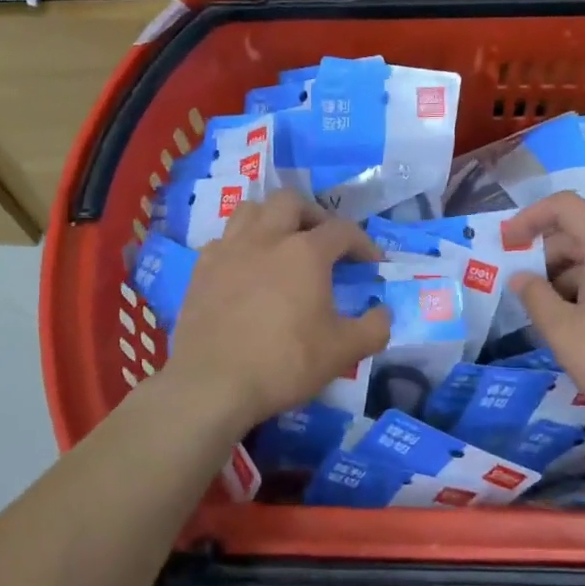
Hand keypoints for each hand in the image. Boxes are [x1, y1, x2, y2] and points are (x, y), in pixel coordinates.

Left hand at [165, 190, 390, 434]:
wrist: (212, 384)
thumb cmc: (284, 363)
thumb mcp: (343, 353)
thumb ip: (373, 328)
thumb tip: (384, 312)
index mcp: (305, 252)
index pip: (342, 230)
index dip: (363, 243)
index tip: (372, 263)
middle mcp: (266, 238)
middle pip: (290, 201)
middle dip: (313, 215)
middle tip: (322, 241)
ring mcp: (228, 250)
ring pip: (251, 210)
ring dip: (272, 219)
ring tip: (282, 243)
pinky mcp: (201, 269)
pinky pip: (223, 239)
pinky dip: (240, 244)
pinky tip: (245, 268)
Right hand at [508, 192, 584, 445]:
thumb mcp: (563, 331)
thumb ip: (535, 297)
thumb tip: (520, 277)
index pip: (564, 206)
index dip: (530, 217)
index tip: (507, 242)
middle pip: (581, 232)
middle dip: (546, 254)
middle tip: (522, 287)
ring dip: (567, 275)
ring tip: (547, 311)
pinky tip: (579, 322)